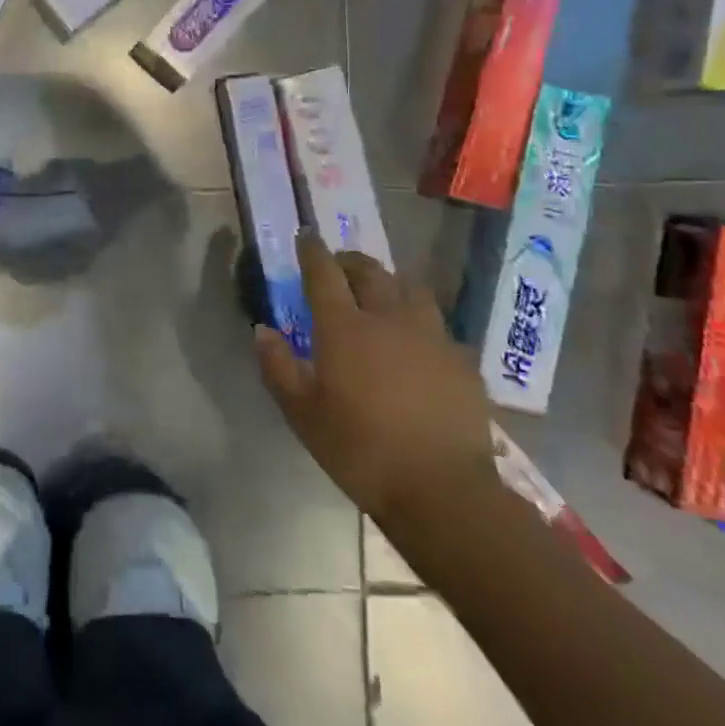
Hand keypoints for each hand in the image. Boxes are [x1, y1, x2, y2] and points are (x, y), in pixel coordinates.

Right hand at [256, 235, 495, 531]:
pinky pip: (435, 323)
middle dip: (349, 261)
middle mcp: (389, 318)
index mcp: (345, 327)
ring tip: (379, 294)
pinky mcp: (461, 359)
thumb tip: (263, 330)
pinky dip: (417, 318)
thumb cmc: (360, 450)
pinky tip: (415, 341)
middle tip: (338, 267)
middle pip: (369, 271)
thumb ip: (278, 366)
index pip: (324, 273)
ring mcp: (431, 335)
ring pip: (409, 288)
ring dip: (389, 282)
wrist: (443, 489)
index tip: (305, 236)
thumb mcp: (302, 414)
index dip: (312, 250)